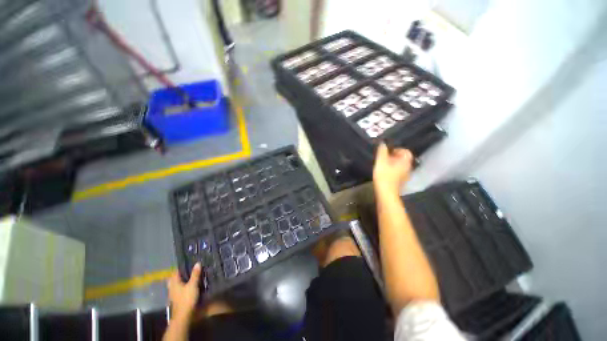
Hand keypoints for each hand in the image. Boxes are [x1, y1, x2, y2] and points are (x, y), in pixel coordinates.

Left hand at [167, 263, 201, 321]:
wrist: (183, 316)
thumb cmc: (186, 299)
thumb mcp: (193, 285)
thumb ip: (195, 274)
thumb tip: (197, 263)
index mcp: (174, 283)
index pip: (175, 272)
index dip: (180, 267)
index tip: (187, 263)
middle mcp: (172, 288)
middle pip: (174, 279)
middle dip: (180, 274)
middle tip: (188, 269)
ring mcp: (173, 295)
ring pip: (176, 285)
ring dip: (181, 281)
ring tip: (190, 277)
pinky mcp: (177, 300)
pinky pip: (179, 290)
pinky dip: (183, 287)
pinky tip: (189, 287)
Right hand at [373, 143, 413, 195]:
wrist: (386, 193)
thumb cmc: (384, 175)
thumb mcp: (381, 161)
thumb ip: (382, 151)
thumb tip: (382, 143)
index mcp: (405, 162)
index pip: (406, 151)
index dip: (397, 149)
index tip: (387, 151)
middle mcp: (408, 168)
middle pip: (403, 159)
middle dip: (394, 156)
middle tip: (384, 158)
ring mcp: (405, 176)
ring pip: (400, 166)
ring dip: (393, 164)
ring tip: (383, 165)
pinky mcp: (400, 182)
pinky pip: (398, 172)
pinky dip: (392, 170)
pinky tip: (384, 173)